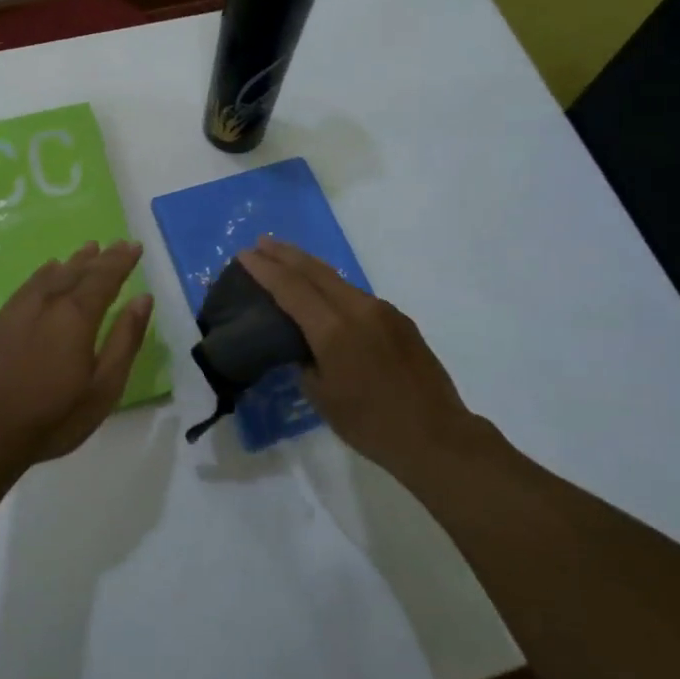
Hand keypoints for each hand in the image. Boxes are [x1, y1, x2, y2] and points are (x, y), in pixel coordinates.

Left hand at [0, 240, 155, 469]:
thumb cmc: (53, 416)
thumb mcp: (103, 387)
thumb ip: (125, 339)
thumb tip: (143, 299)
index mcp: (76, 316)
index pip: (104, 278)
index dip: (121, 261)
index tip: (134, 246)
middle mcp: (47, 303)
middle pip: (77, 272)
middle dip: (100, 257)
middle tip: (116, 243)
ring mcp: (18, 311)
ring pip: (50, 275)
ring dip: (71, 262)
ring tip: (87, 250)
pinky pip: (27, 286)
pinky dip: (43, 274)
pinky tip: (46, 273)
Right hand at [238, 235, 478, 469]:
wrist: (436, 435)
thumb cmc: (371, 424)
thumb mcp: (322, 397)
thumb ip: (305, 362)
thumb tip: (304, 346)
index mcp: (333, 330)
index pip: (290, 288)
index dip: (265, 269)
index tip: (244, 254)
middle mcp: (358, 309)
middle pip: (315, 271)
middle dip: (285, 254)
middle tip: (261, 242)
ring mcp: (383, 311)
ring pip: (338, 280)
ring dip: (310, 268)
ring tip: (287, 262)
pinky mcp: (399, 320)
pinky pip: (357, 296)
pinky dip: (333, 288)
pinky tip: (325, 296)